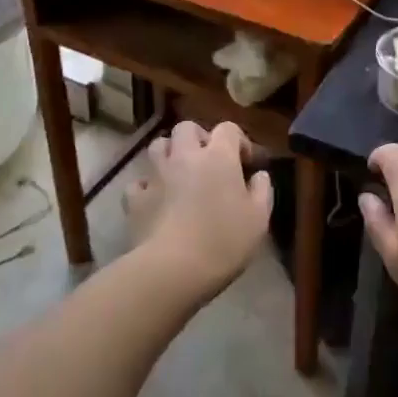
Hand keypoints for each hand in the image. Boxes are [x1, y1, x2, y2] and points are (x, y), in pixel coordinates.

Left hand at [136, 121, 274, 297]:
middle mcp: (185, 156)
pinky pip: (139, 182)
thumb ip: (262, 191)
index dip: (238, 140)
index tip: (246, 162)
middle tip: (207, 160)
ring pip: (158, 146)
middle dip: (197, 137)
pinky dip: (147, 188)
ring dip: (169, 153)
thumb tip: (259, 175)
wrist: (172, 269)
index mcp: (218, 156)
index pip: (228, 129)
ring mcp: (156, 175)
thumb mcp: (259, 219)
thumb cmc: (223, 242)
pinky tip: (155, 201)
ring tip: (178, 173)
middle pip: (186, 127)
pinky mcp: (135, 199)